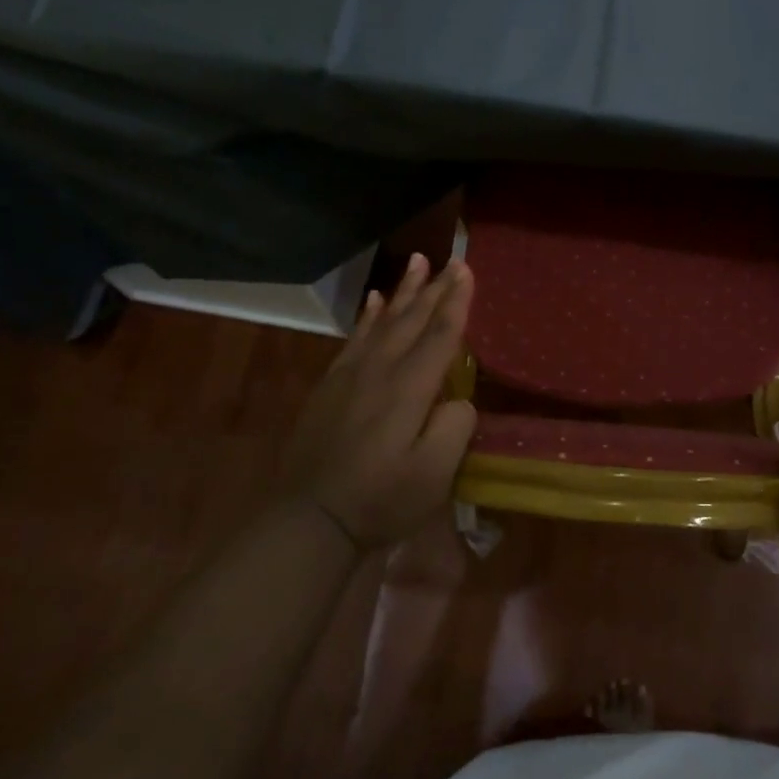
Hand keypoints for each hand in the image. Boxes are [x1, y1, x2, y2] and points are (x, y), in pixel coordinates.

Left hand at [275, 254, 477, 552]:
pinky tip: (374, 302)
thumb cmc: (380, 499)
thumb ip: (454, 428)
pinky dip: (368, 316)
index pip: (440, 335)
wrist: (312, 519)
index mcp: (409, 389)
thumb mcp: (434, 475)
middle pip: (412, 320)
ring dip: (403, 292)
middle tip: (452, 259)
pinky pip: (354, 339)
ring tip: (417, 263)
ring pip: (383, 322)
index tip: (467, 270)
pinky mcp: (331, 387)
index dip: (456, 303)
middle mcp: (380, 371)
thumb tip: (460, 400)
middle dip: (435, 288)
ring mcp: (350, 376)